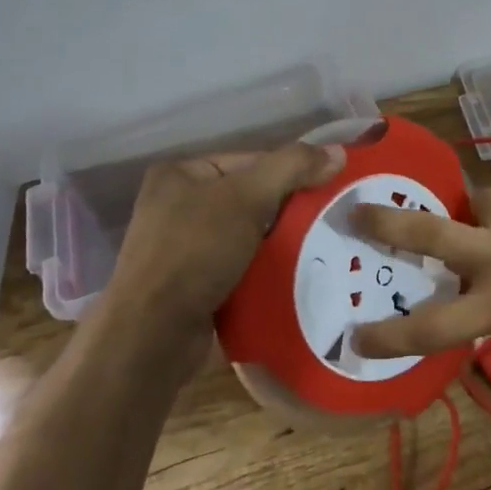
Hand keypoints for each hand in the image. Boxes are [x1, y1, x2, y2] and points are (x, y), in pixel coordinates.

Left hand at [109, 140, 345, 342]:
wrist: (152, 337)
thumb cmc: (195, 251)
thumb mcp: (248, 197)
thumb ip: (293, 167)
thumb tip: (338, 152)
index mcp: (180, 174)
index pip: (251, 161)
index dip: (290, 172)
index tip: (325, 190)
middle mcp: (176, 206)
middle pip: (250, 198)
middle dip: (287, 211)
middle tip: (325, 221)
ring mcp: (181, 249)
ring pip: (248, 235)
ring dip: (278, 244)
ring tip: (317, 248)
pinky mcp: (190, 286)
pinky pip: (239, 267)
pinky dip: (263, 270)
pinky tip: (292, 275)